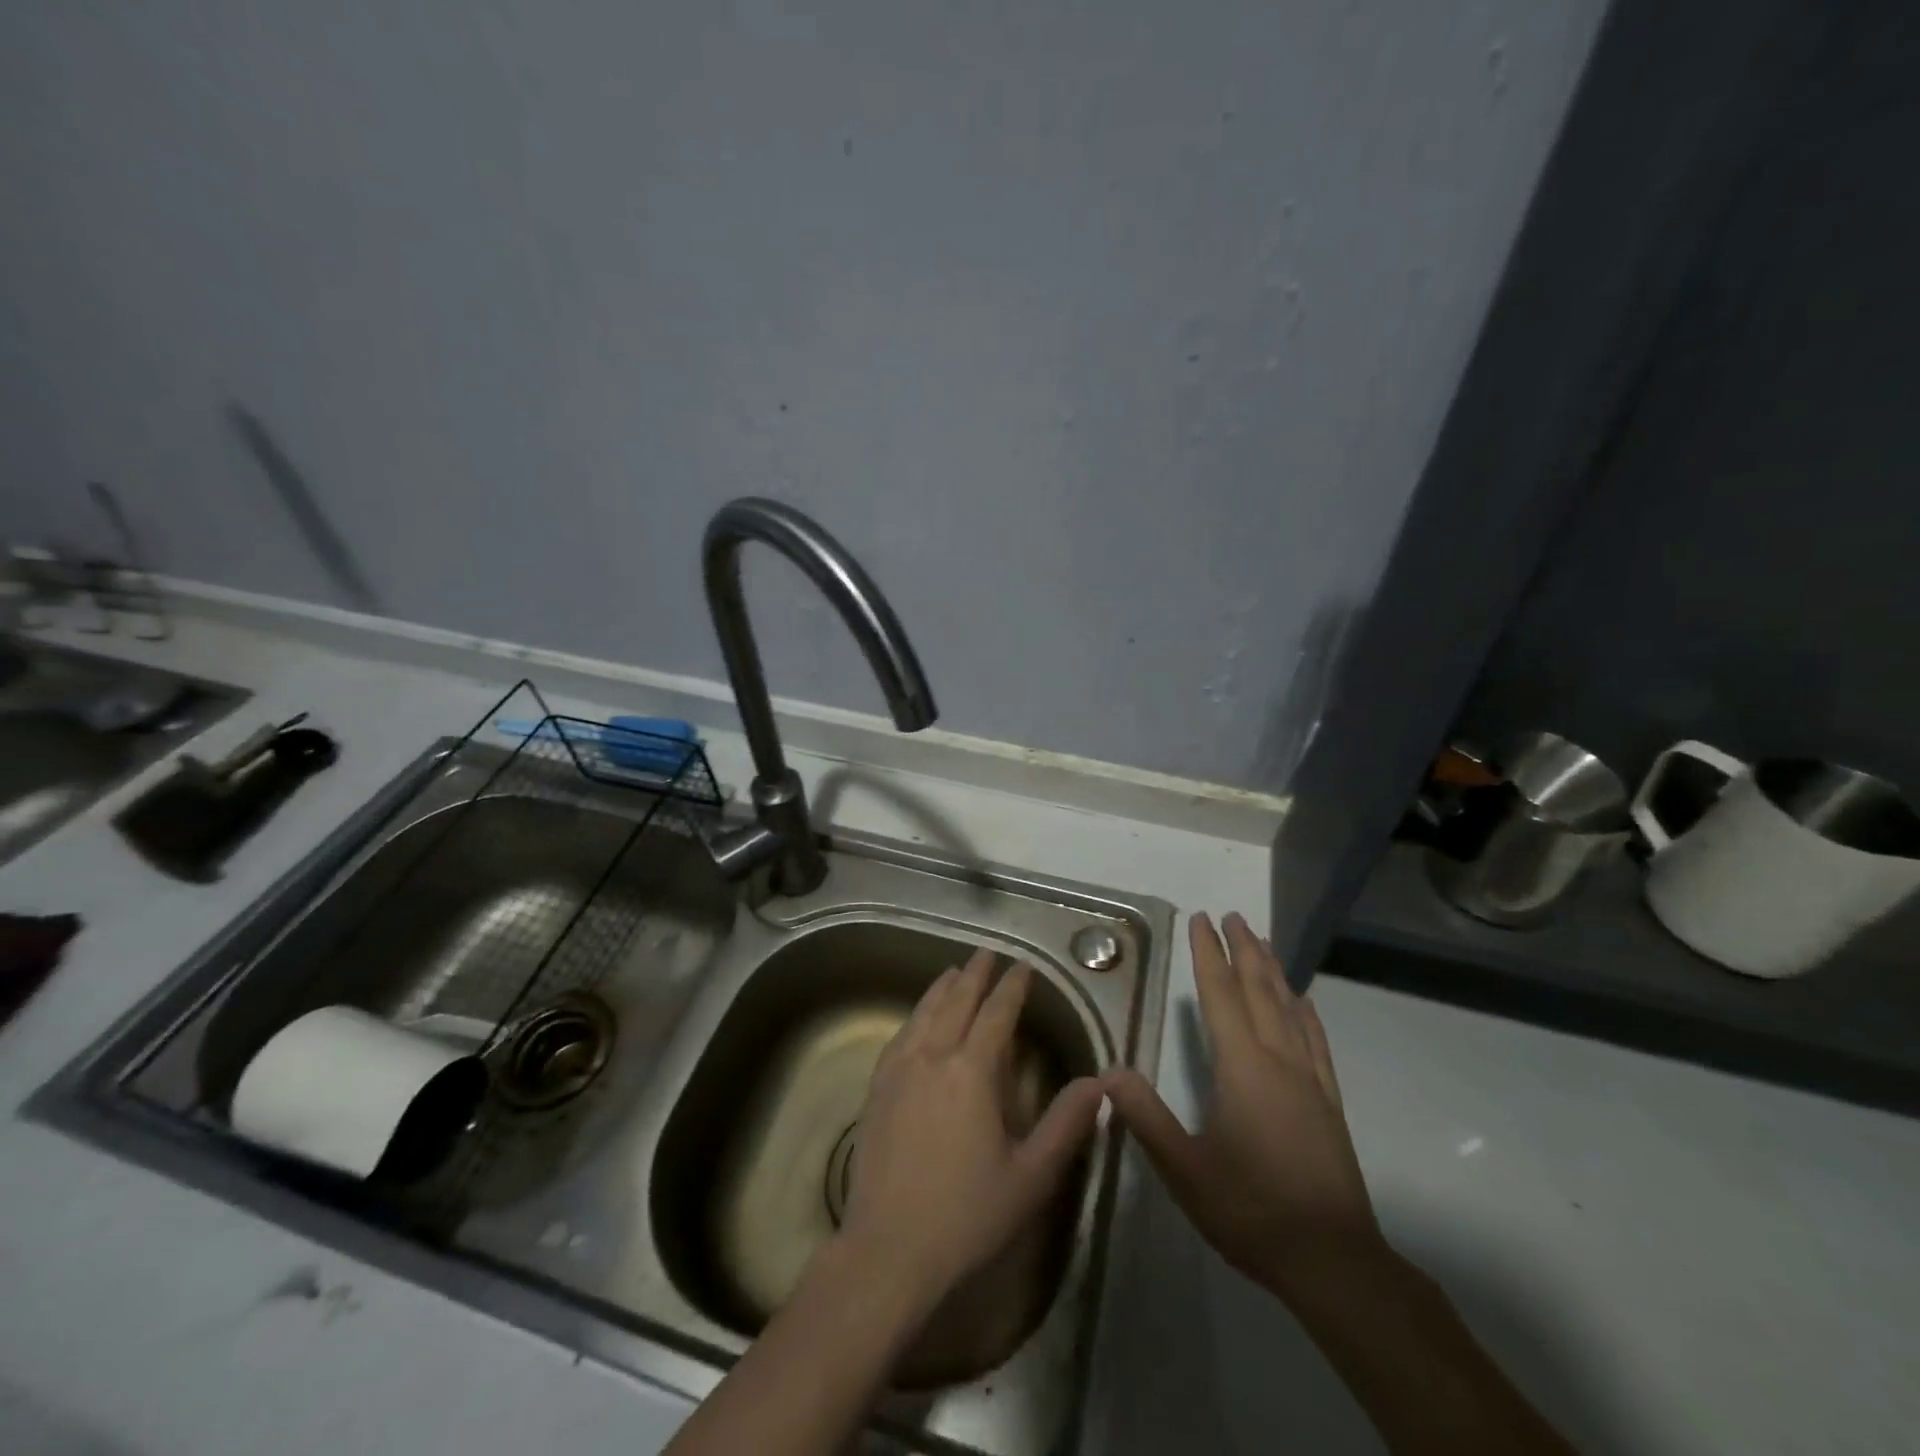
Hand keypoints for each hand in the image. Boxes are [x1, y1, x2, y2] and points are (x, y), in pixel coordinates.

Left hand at [838, 949, 1106, 1312]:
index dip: (1012, 987)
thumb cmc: (968, 1215)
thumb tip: (1099, 1082)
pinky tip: (917, 1020)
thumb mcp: (1031, 1175)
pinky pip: (899, 1036)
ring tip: (954, 972)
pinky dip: (914, 1015)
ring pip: (924, 1013)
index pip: (997, 1014)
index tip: (1022, 967)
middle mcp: (933, 1057)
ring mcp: (899, 1070)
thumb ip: (1066, 1124)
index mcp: (972, 1071)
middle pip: (956, 1002)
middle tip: (988, 953)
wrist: (889, 1249)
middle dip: (975, 975)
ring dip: (942, 989)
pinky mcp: (877, 1088)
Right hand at [1103, 912, 1382, 1303]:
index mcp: (1243, 1068)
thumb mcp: (1185, 1170)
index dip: (1208, 954)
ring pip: (1290, 1008)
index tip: (1201, 920)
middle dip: (1243, 950)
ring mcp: (1310, 1080)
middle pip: (1259, 991)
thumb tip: (1109, 1071)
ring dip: (1273, 970)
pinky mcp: (1329, 1102)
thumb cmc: (1252, 1211)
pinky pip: (1316, 1041)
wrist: (1334, 1262)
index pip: (1221, 996)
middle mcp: (1279, 1061)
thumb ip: (1146, 1117)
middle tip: (1231, 915)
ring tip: (1262, 940)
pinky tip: (1304, 1001)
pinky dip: (1306, 1012)